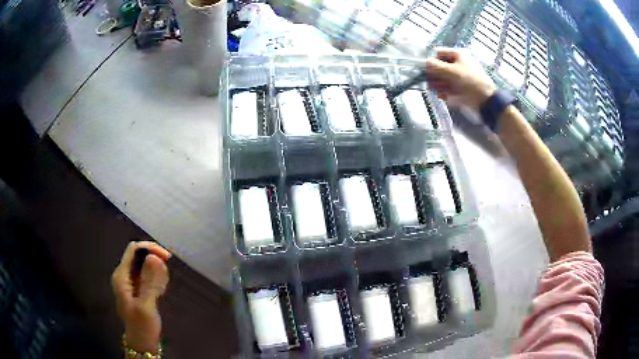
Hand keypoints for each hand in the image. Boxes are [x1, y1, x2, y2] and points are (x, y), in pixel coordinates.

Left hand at [112, 241, 170, 353]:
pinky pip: (148, 275)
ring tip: (162, 289)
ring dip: (157, 272)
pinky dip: (157, 279)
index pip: (134, 249)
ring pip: (145, 265)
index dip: (149, 248)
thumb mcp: (146, 305)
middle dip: (155, 261)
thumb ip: (149, 281)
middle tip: (166, 277)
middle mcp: (125, 275)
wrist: (142, 343)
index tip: (166, 257)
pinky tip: (160, 291)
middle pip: (140, 255)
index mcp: (121, 276)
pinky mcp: (138, 288)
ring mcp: (131, 282)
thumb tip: (154, 256)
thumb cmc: (142, 326)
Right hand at [425, 47, 495, 112]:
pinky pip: (449, 88)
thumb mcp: (451, 71)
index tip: (428, 70)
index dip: (432, 61)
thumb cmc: (470, 81)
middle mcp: (458, 64)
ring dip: (438, 84)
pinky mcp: (461, 88)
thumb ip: (436, 66)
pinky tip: (444, 96)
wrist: (486, 100)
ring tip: (437, 91)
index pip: (438, 53)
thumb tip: (425, 62)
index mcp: (458, 55)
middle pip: (440, 66)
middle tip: (431, 83)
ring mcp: (460, 76)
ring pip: (443, 78)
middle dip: (434, 75)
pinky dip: (445, 92)